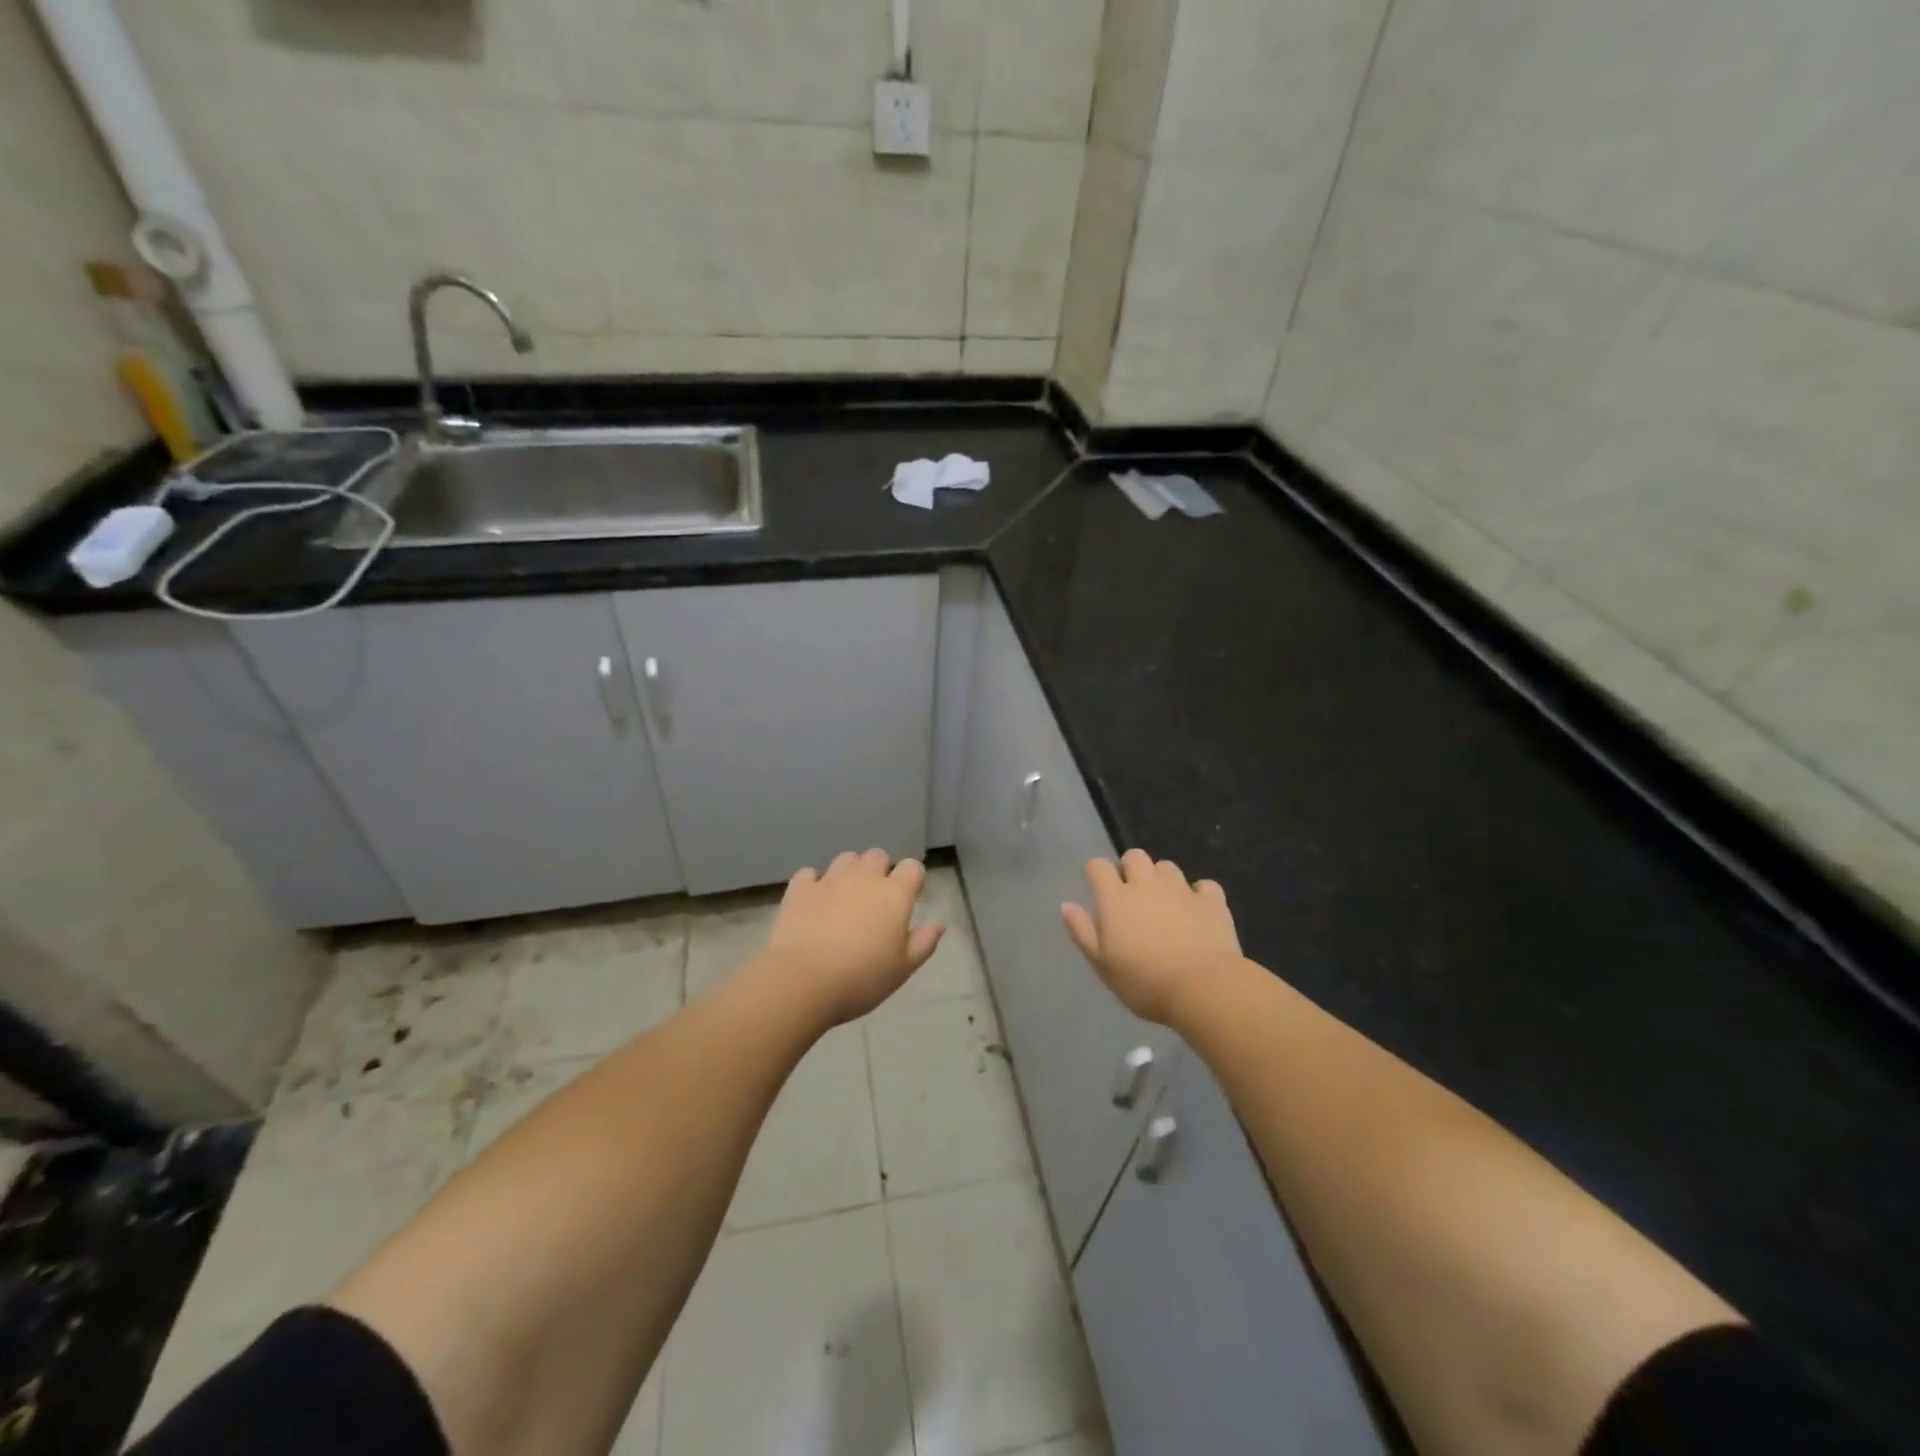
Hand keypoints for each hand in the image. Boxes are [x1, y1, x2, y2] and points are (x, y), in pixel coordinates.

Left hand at [760, 850, 943, 1024]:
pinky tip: (814, 902)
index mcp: (894, 895)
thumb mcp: (902, 969)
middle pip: (878, 856)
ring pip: (846, 859)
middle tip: (875, 900)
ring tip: (845, 898)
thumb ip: (923, 943)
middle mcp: (864, 878)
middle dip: (880, 870)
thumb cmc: (861, 978)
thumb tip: (939, 925)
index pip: (913, 867)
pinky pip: (810, 874)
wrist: (802, 981)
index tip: (908, 899)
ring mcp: (829, 879)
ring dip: (850, 871)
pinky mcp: (799, 889)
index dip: (912, 879)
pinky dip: (814, 883)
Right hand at [1061, 850, 1242, 1023]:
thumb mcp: (1103, 964)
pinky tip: (1197, 911)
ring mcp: (1182, 889)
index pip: (1098, 866)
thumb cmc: (1144, 982)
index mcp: (1116, 898)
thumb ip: (1082, 932)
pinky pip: (1204, 886)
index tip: (1098, 888)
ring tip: (1164, 903)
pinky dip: (1199, 894)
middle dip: (1130, 868)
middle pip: (1134, 856)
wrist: (1203, 989)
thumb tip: (1066, 905)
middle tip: (1132, 895)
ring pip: (1167, 867)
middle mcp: (1147, 884)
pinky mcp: (1212, 901)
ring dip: (1162, 879)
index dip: (1096, 872)